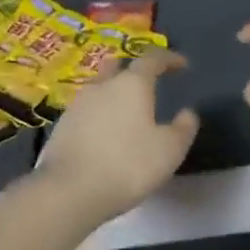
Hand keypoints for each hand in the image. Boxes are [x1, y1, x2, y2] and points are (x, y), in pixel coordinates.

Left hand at [37, 50, 199, 223]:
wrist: (70, 190)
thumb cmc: (128, 165)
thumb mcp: (170, 150)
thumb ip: (184, 128)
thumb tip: (188, 113)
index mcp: (132, 84)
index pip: (152, 59)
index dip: (169, 59)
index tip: (182, 64)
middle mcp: (102, 86)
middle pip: (118, 67)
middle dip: (134, 70)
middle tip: (148, 82)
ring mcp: (77, 105)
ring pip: (99, 89)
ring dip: (114, 93)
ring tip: (126, 111)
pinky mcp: (61, 126)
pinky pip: (86, 111)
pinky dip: (99, 115)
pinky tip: (105, 133)